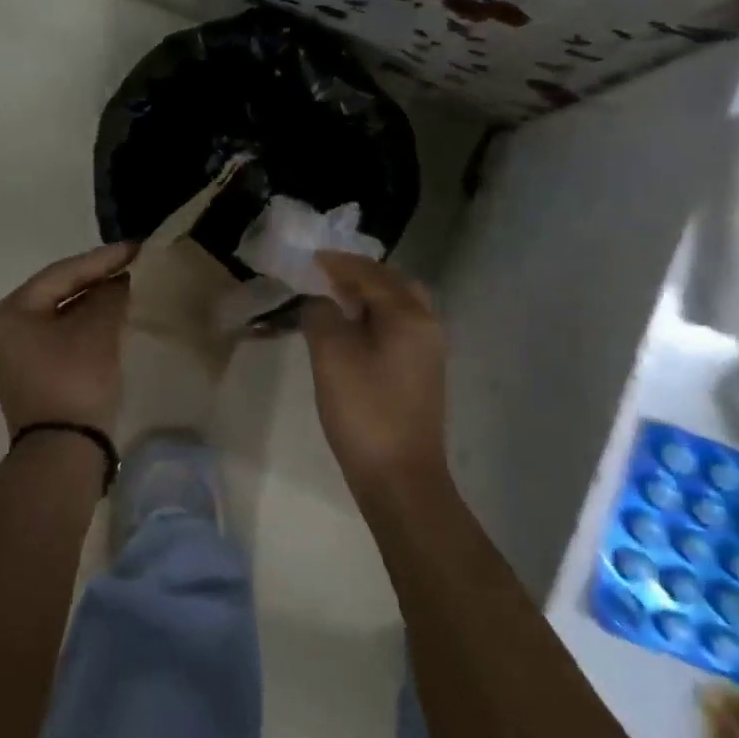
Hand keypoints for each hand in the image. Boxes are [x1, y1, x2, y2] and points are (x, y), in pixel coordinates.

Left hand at [0, 243, 135, 437]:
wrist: (63, 452)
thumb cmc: (74, 379)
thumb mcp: (98, 329)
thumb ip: (111, 294)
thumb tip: (122, 280)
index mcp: (10, 313)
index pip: (61, 273)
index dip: (102, 259)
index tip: (137, 248)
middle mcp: (6, 331)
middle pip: (59, 293)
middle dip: (98, 279)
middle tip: (135, 265)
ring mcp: (18, 357)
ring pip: (63, 316)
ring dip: (96, 303)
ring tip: (130, 288)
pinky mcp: (35, 377)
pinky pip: (65, 338)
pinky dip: (90, 326)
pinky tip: (116, 318)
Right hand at [302, 253, 449, 495]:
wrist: (401, 479)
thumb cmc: (365, 412)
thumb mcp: (332, 356)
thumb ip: (321, 315)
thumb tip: (320, 300)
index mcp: (409, 314)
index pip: (370, 273)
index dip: (338, 263)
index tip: (310, 257)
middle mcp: (427, 324)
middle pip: (393, 284)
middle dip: (359, 275)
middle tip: (325, 277)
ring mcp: (429, 350)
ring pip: (398, 307)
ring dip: (368, 297)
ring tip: (334, 302)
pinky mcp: (422, 373)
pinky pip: (399, 328)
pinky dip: (375, 319)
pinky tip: (351, 333)